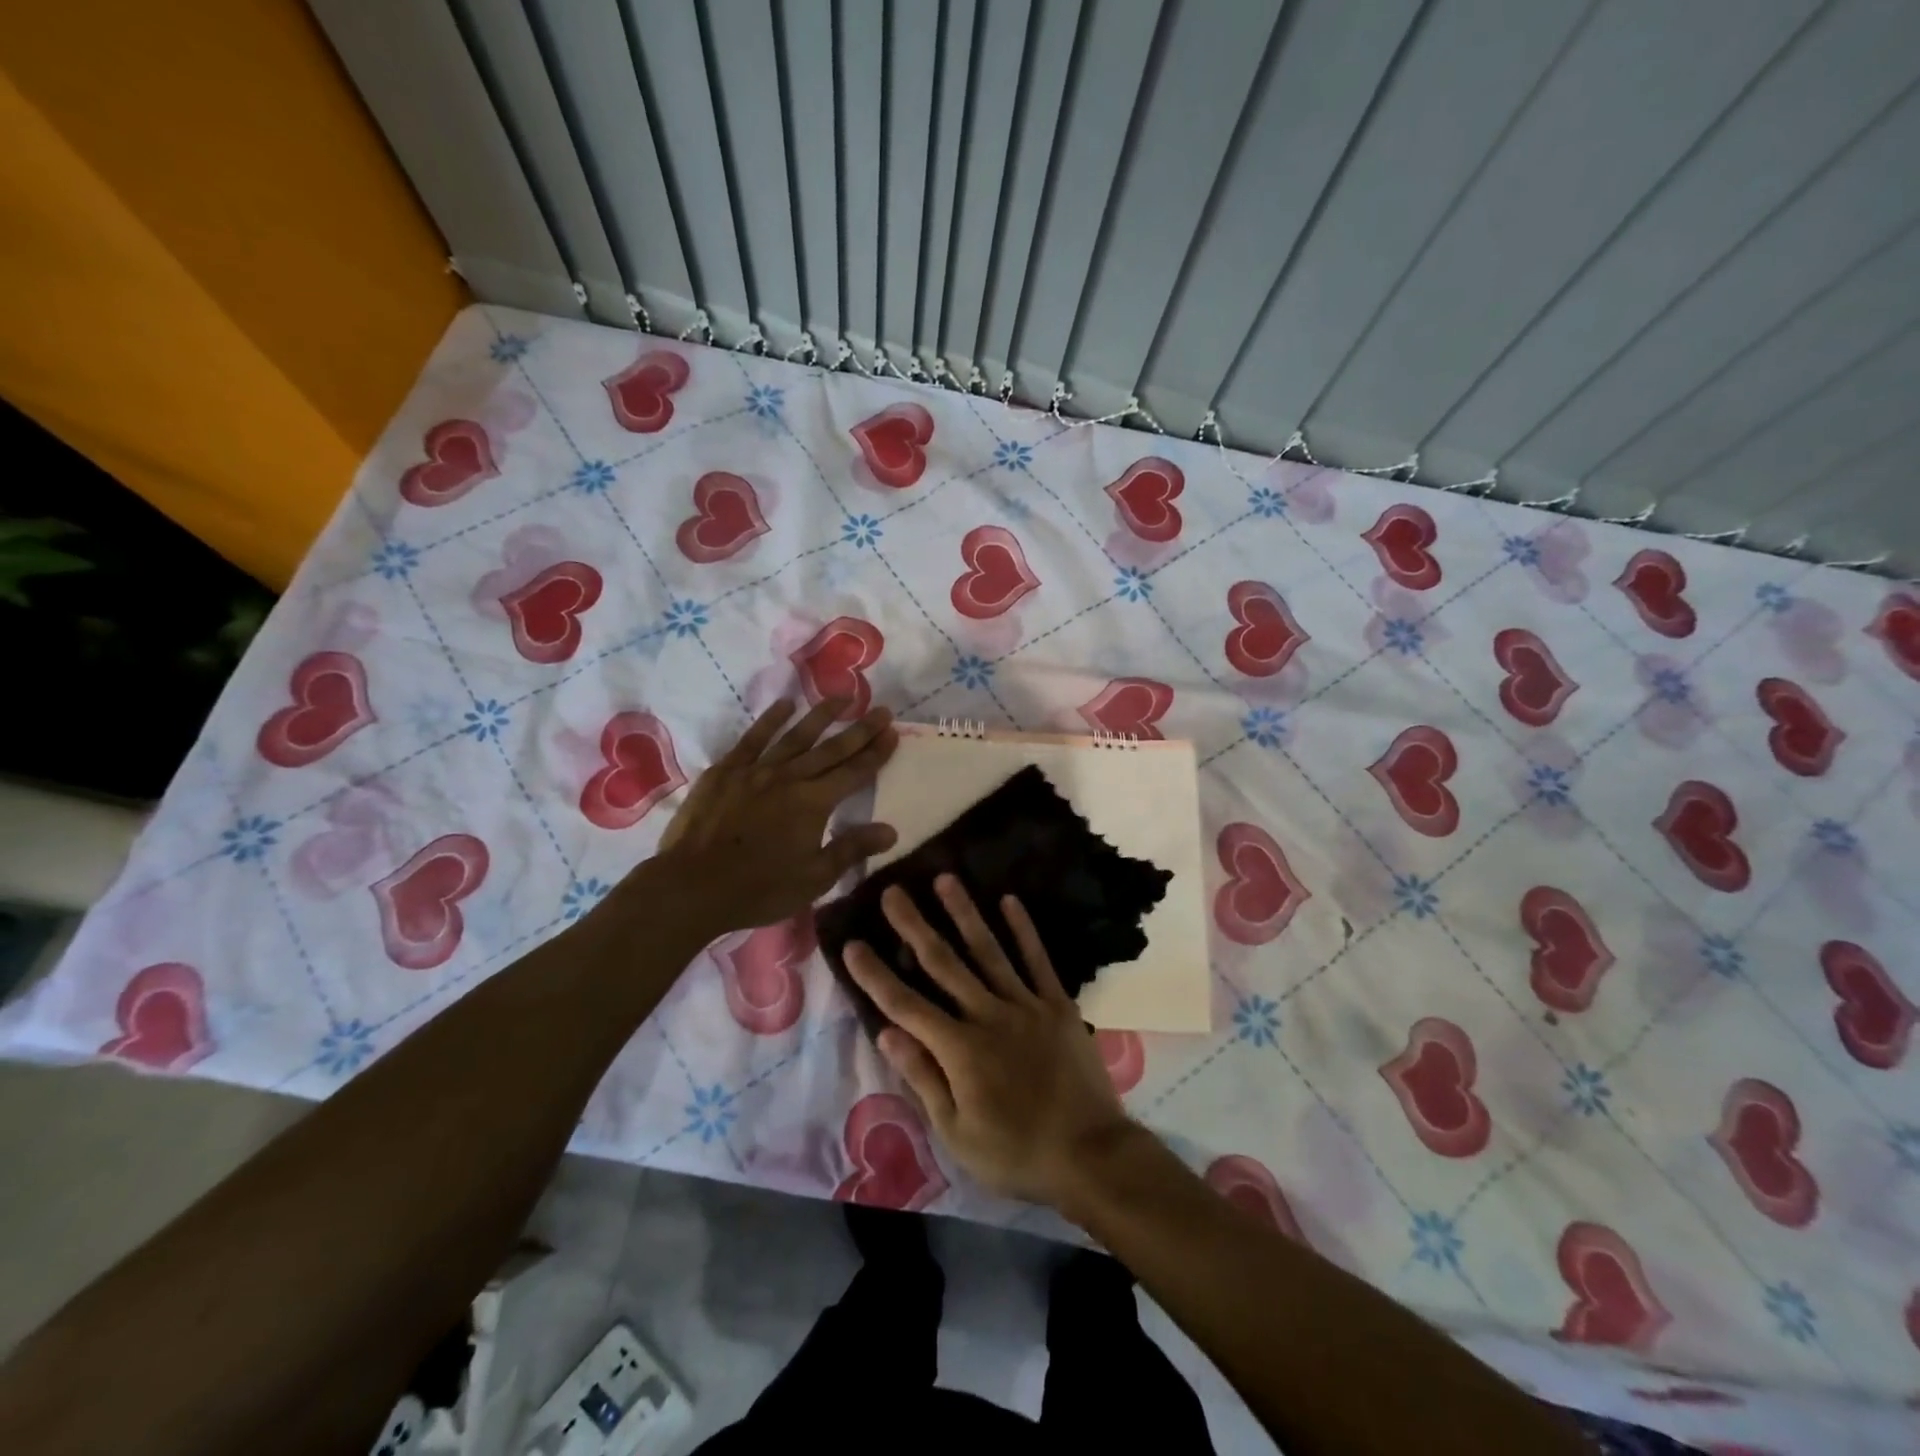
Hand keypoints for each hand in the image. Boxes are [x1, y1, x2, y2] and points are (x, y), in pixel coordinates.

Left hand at [649, 697, 898, 933]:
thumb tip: (891, 830)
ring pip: (796, 735)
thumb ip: (852, 849)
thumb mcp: (814, 878)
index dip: (876, 753)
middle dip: (860, 730)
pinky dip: (771, 720)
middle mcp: (789, 777)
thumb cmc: (759, 889)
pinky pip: (753, 738)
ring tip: (842, 697)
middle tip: (881, 709)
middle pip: (832, 749)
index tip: (893, 732)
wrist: (691, 886)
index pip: (854, 772)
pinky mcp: (726, 771)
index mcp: (814, 803)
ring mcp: (756, 770)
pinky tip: (785, 704)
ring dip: (821, 715)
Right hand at [843, 875, 1134, 1207]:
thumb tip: (886, 1032)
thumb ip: (923, 1077)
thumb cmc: (1015, 1152)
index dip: (875, 975)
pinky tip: (1009, 900)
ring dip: (963, 913)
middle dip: (914, 926)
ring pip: (988, 950)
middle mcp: (988, 1014)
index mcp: (959, 1049)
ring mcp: (1025, 1004)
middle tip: (892, 892)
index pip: (905, 1005)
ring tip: (945, 878)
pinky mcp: (1057, 1004)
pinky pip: (1037, 959)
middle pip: (943, 963)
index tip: (852, 945)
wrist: (1091, 1153)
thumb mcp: (957, 1132)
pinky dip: (1023, 929)